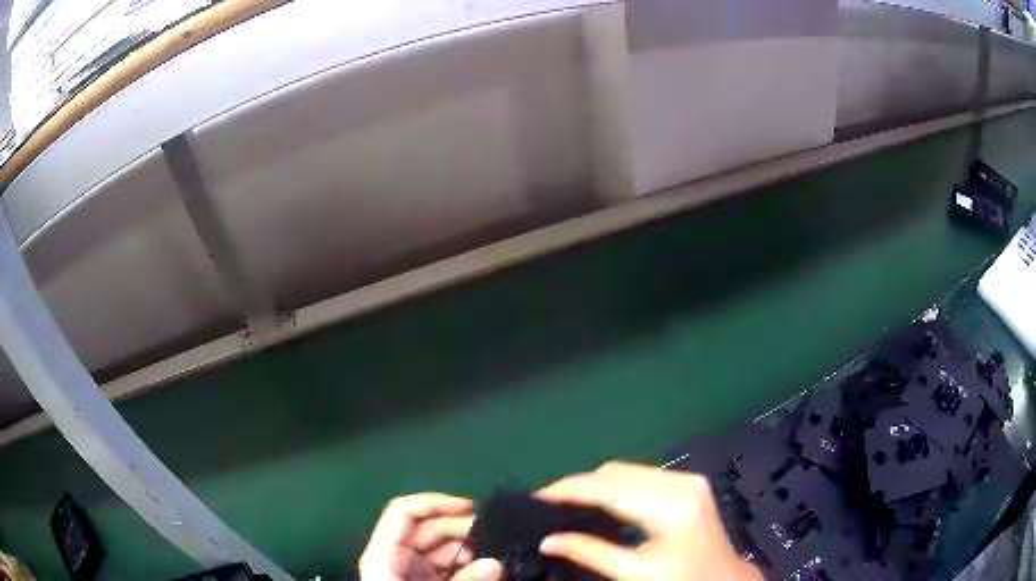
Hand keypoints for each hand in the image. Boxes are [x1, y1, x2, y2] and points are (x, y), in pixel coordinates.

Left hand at [359, 493, 501, 580]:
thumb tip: (496, 563)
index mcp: (385, 555)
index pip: (404, 513)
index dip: (435, 503)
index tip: (473, 508)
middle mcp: (397, 558)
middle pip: (428, 528)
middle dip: (462, 528)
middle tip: (498, 534)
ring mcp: (413, 573)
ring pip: (443, 548)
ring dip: (471, 547)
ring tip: (500, 551)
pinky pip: (451, 566)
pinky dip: (470, 565)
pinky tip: (492, 568)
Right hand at [538, 462, 763, 580]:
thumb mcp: (634, 574)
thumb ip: (590, 553)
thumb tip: (547, 540)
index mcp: (670, 507)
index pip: (609, 488)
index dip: (569, 489)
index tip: (537, 497)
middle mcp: (681, 482)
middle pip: (616, 472)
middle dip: (580, 484)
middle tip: (549, 504)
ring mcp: (689, 478)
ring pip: (628, 470)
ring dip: (596, 484)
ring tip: (569, 502)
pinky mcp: (691, 482)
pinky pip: (642, 475)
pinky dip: (616, 486)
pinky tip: (602, 501)